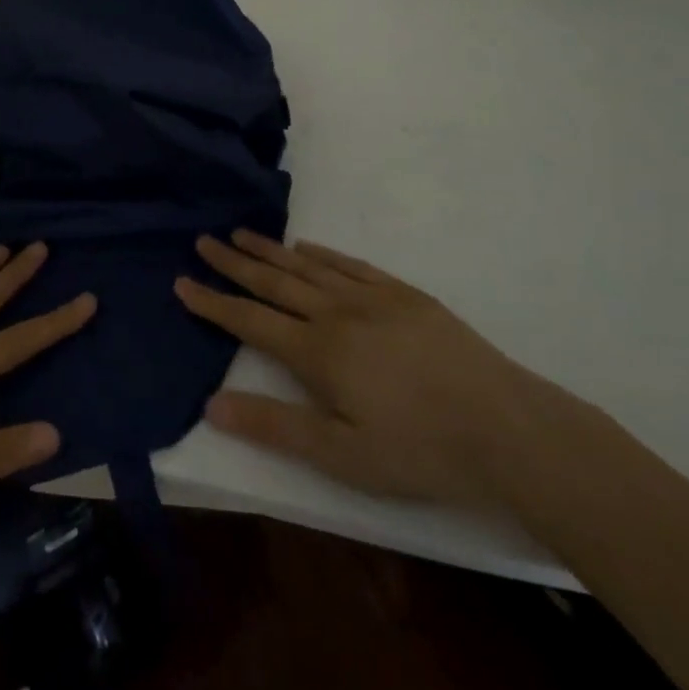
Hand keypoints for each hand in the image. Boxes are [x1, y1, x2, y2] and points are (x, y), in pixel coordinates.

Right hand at [175, 231, 549, 507]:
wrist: (506, 428)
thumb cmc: (419, 451)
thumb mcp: (342, 456)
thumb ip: (275, 427)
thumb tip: (212, 404)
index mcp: (317, 352)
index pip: (250, 321)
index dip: (213, 302)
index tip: (182, 281)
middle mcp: (336, 313)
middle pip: (274, 282)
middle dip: (234, 263)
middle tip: (204, 240)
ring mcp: (372, 298)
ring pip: (308, 266)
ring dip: (271, 250)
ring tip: (242, 233)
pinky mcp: (404, 295)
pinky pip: (350, 265)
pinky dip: (322, 253)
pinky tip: (307, 247)